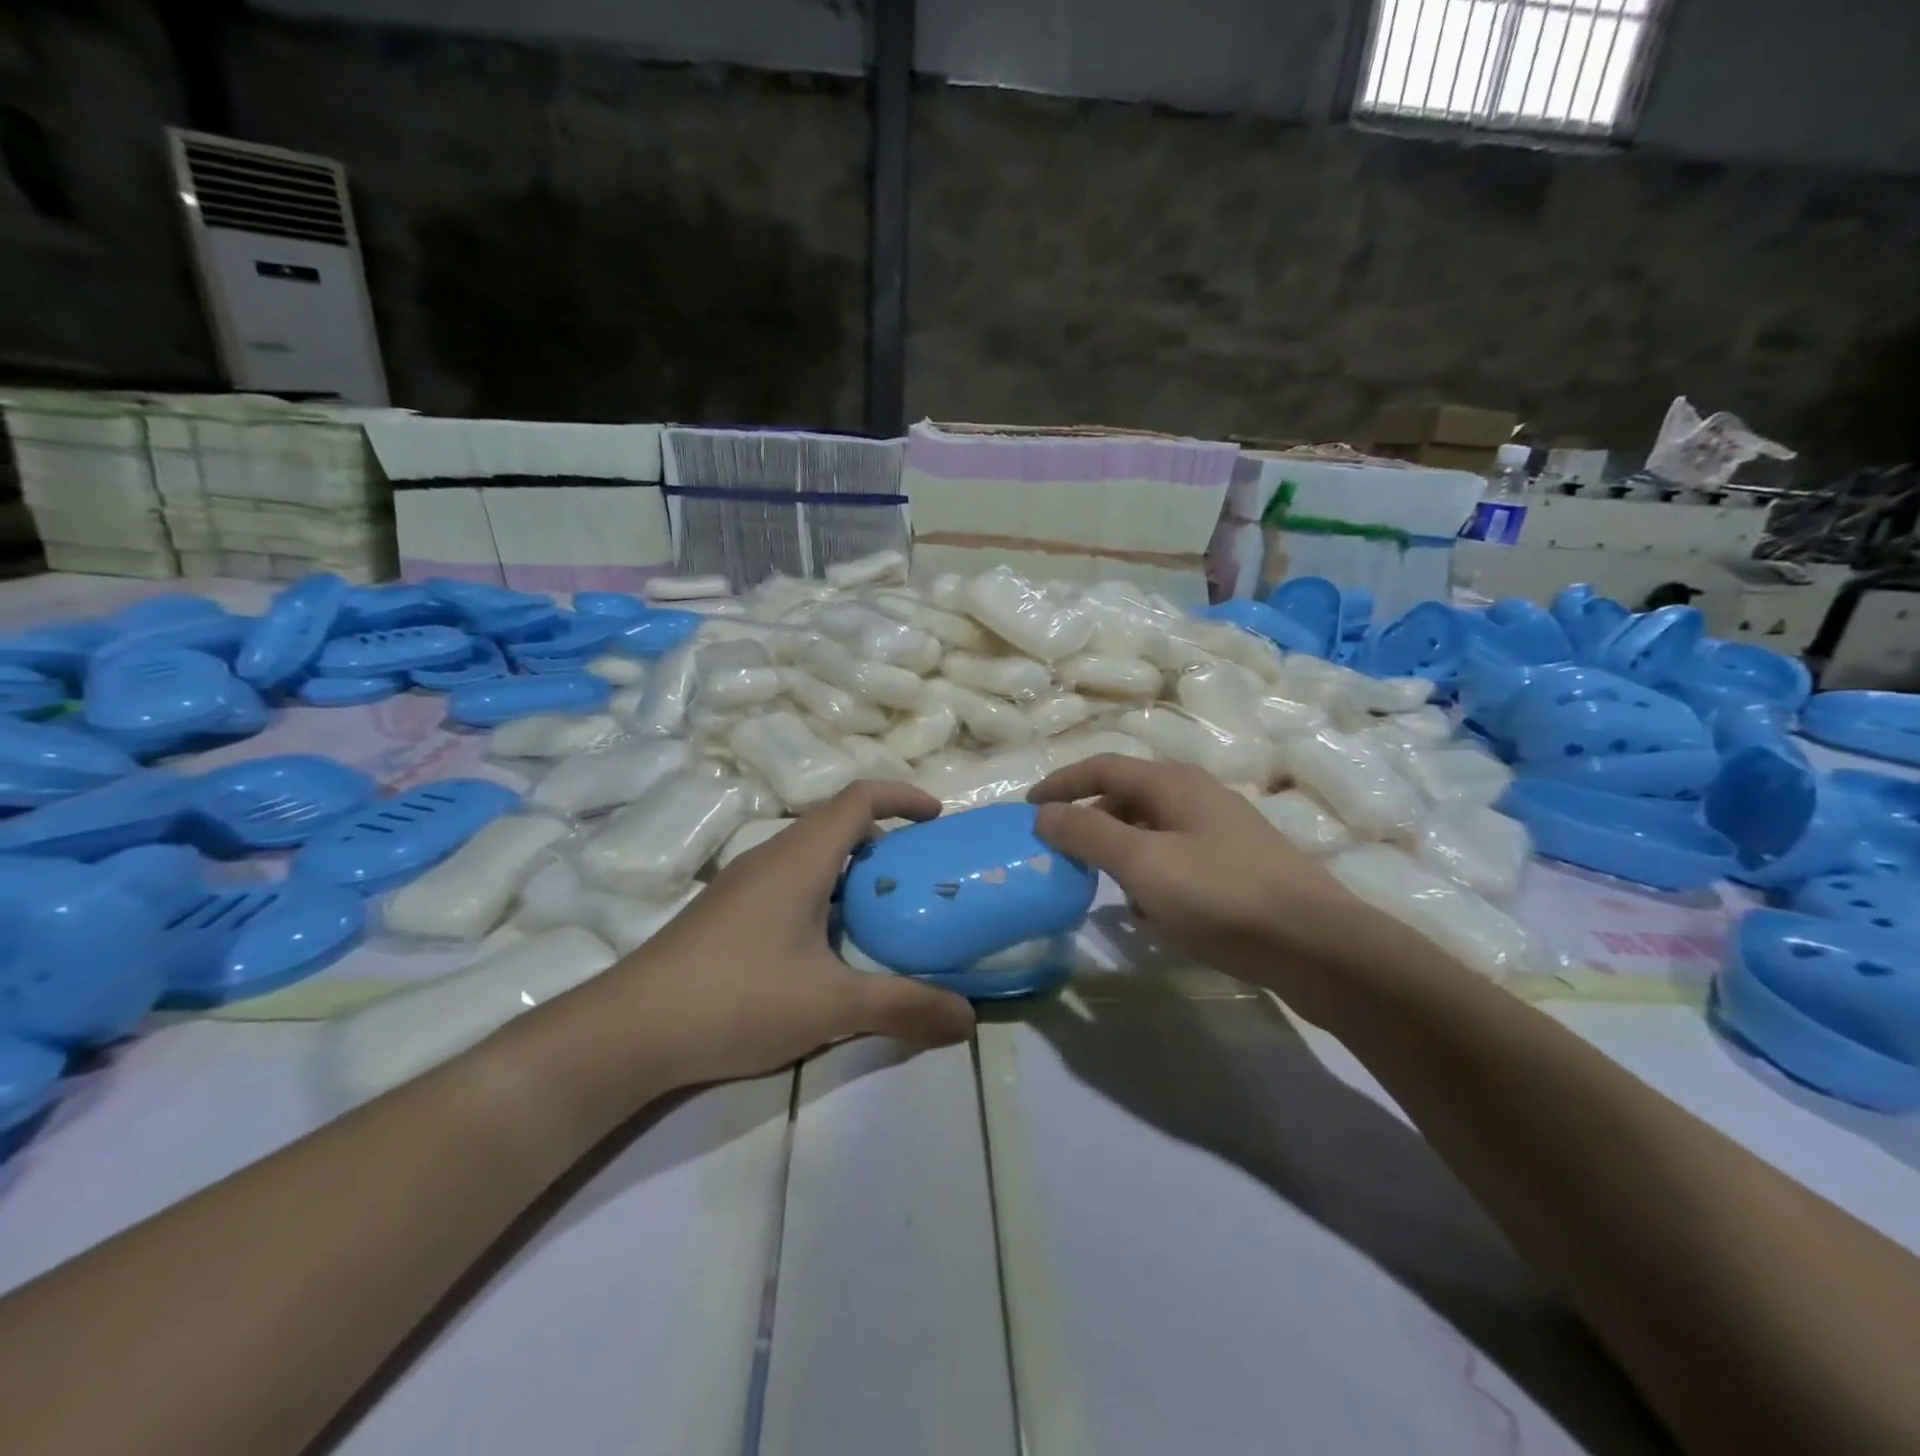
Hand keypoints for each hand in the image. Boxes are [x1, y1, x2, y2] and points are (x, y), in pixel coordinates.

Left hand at [607, 781, 976, 1087]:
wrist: (628, 1031)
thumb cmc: (737, 998)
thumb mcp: (831, 1005)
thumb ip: (903, 1007)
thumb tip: (969, 1021)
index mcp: (800, 858)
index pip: (858, 799)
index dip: (903, 798)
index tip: (938, 819)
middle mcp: (770, 857)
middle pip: (836, 824)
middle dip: (884, 840)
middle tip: (919, 877)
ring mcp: (742, 885)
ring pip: (810, 856)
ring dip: (851, 871)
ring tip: (883, 913)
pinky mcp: (725, 913)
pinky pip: (788, 882)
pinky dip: (823, 894)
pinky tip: (827, 948)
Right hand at [1028, 756, 1371, 1015]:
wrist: (1318, 947)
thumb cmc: (1222, 896)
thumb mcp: (1143, 864)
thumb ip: (1088, 834)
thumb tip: (1043, 812)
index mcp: (1173, 783)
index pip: (1102, 767)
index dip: (1061, 783)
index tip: (1027, 807)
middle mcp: (1198, 796)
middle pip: (1127, 796)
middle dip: (1088, 819)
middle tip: (1058, 849)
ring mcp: (1222, 831)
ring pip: (1152, 830)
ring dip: (1119, 850)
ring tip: (1097, 884)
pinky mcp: (1237, 866)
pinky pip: (1176, 859)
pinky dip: (1150, 875)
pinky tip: (1147, 912)